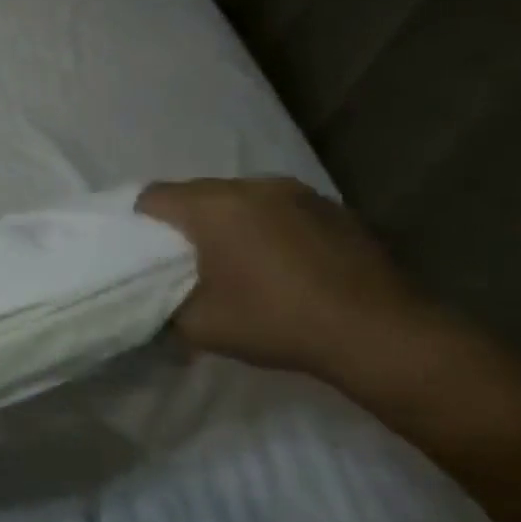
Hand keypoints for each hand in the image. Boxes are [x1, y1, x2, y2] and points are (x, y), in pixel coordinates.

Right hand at [138, 176, 437, 382]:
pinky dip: (266, 227)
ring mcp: (297, 193)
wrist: (382, 335)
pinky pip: (277, 208)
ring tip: (235, 262)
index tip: (143, 255)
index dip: (138, 223)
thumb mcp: (198, 326)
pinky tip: (280, 265)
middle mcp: (252, 186)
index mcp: (213, 207)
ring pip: (239, 198)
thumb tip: (151, 299)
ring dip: (227, 222)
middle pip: (195, 193)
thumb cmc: (276, 322)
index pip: (152, 197)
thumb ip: (162, 305)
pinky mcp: (333, 208)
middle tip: (184, 262)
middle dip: (183, 222)